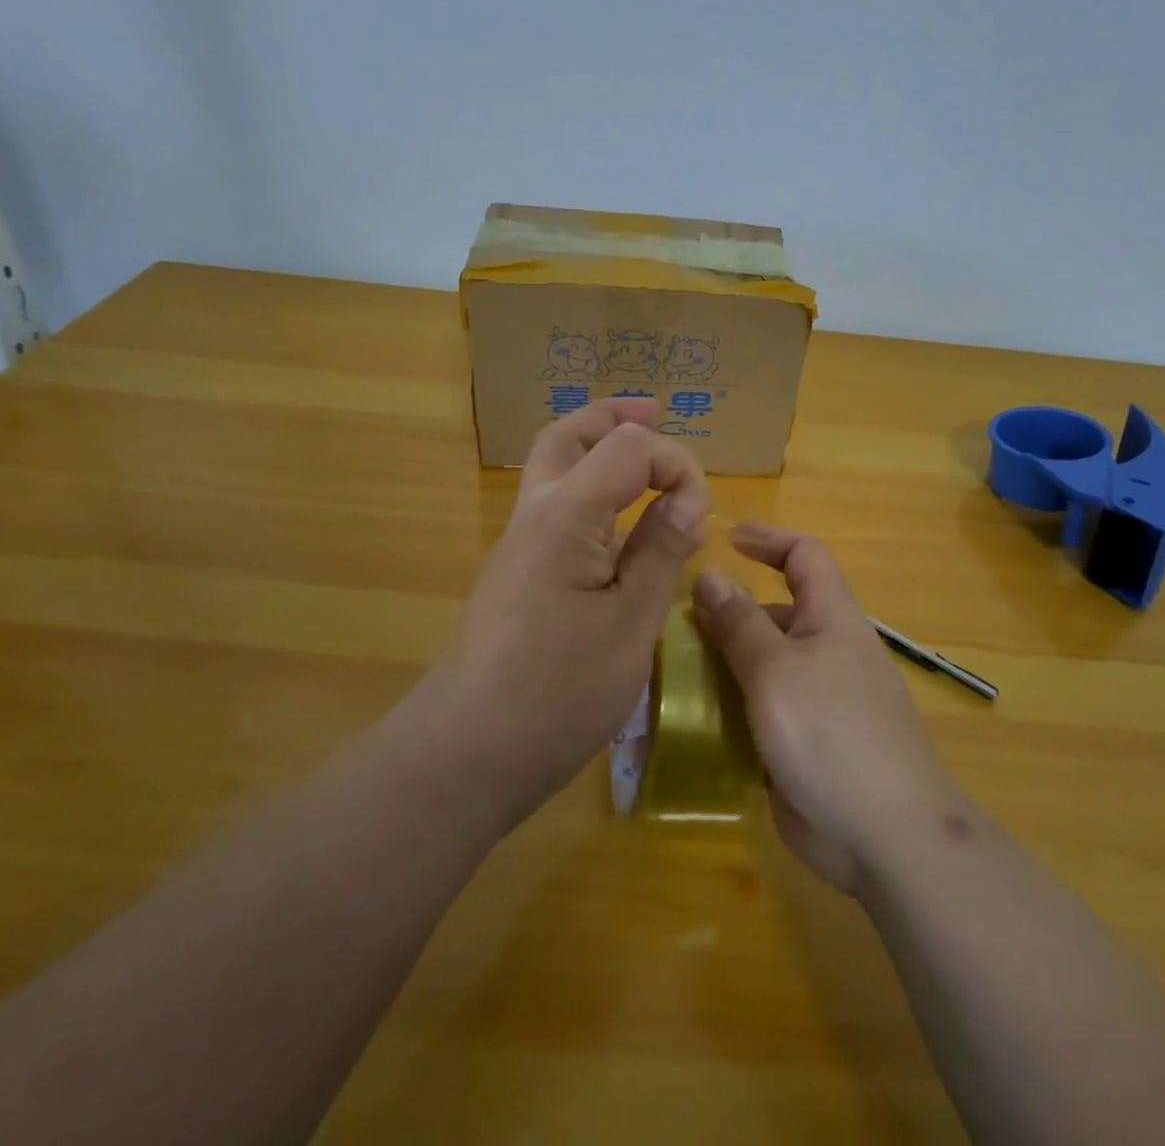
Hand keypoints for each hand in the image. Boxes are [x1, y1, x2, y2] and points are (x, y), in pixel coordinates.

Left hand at [425, 399, 709, 830]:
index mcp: (567, 514)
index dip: (676, 466)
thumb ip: (660, 551)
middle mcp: (535, 513)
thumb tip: (687, 500)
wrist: (464, 753)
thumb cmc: (557, 693)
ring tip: (640, 453)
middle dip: (614, 417)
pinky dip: (588, 488)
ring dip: (596, 447)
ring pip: (553, 466)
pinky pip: (553, 505)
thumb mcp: (631, 624)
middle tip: (653, 412)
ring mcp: (518, 543)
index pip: (628, 447)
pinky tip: (617, 521)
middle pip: (568, 436)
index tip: (699, 517)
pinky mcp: (515, 572)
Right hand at [692, 524, 959, 893]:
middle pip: (776, 612)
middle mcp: (826, 650)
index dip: (768, 539)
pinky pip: (762, 707)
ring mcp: (817, 699)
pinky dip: (732, 704)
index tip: (724, 539)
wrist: (886, 836)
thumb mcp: (776, 670)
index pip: (804, 556)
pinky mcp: (805, 741)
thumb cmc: (831, 734)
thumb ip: (740, 622)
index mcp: (831, 618)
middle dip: (730, 611)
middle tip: (674, 623)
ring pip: (764, 663)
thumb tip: (710, 574)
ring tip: (671, 669)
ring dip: (723, 661)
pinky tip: (693, 717)